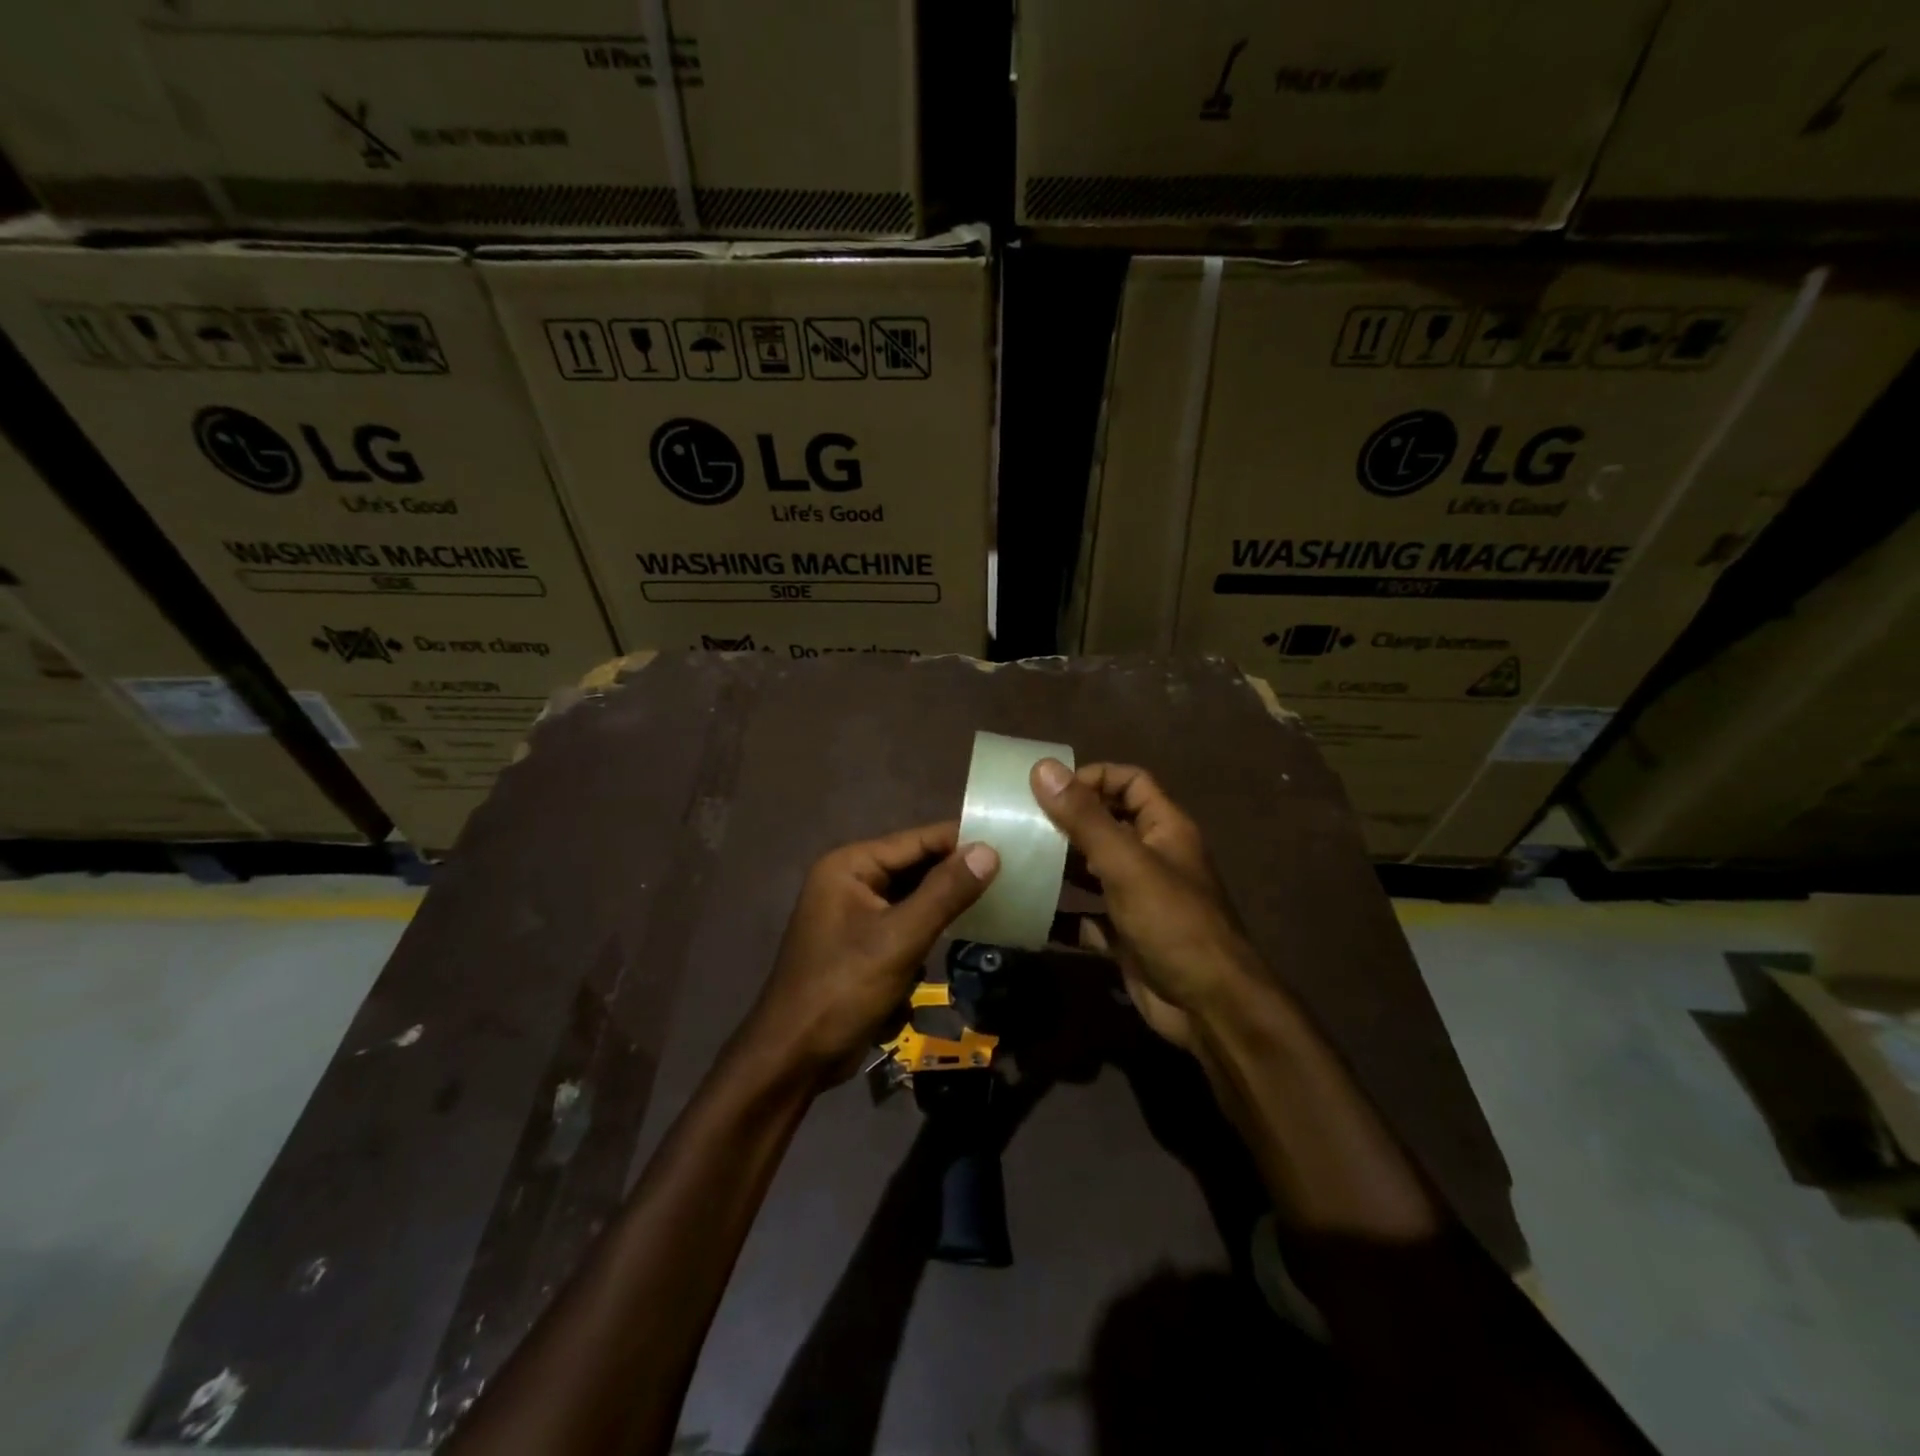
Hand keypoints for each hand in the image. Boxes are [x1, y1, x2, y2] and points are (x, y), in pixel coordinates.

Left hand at [745, 822, 998, 1085]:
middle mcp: (850, 879)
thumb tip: (989, 851)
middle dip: (957, 874)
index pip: (917, 840)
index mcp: (851, 866)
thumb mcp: (899, 939)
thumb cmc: (842, 990)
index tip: (1010, 843)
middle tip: (1012, 873)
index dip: (962, 841)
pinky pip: (905, 923)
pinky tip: (963, 933)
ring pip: (913, 897)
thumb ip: (945, 893)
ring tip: (998, 898)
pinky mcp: (862, 943)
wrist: (793, 1058)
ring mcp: (854, 913)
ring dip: (946, 904)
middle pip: (915, 866)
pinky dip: (929, 930)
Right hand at [1030, 760, 1258, 1052]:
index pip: (1130, 782)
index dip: (1094, 778)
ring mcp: (1139, 899)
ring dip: (1060, 866)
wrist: (1209, 1007)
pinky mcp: (1126, 936)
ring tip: (1017, 860)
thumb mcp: (1126, 863)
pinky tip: (1028, 912)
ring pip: (1094, 871)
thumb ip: (1085, 817)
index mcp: (1165, 828)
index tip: (1049, 790)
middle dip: (1067, 822)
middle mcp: (1153, 857)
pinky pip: (1088, 916)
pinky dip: (1062, 914)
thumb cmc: (1172, 922)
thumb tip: (1042, 768)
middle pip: (1108, 825)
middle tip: (1020, 823)